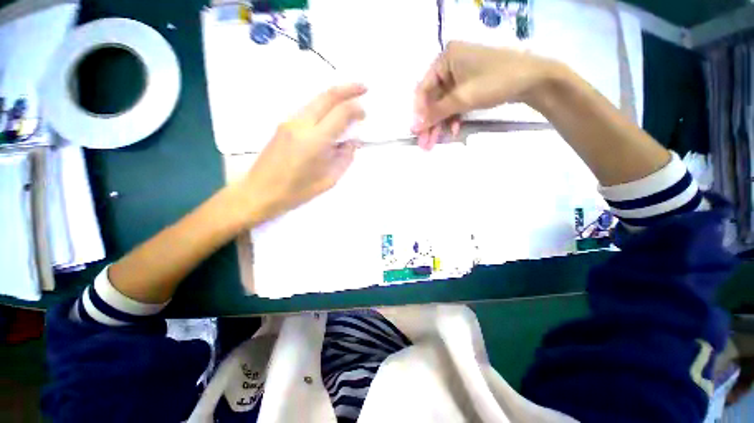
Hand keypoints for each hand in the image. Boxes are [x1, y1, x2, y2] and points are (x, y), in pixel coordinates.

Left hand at [235, 84, 366, 225]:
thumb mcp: (328, 180)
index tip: (365, 112)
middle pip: (327, 96)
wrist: (259, 191)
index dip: (356, 109)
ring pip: (315, 100)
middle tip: (363, 87)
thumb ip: (344, 159)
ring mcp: (289, 122)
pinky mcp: (283, 125)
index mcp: (315, 140)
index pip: (340, 113)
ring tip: (349, 97)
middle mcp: (301, 124)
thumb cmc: (296, 191)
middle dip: (348, 89)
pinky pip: (307, 109)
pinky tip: (330, 112)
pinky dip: (323, 105)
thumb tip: (352, 143)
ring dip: (334, 95)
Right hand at [413, 41, 559, 149]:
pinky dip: (453, 118)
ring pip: (444, 104)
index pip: (423, 90)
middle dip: (430, 123)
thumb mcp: (461, 98)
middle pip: (433, 100)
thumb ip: (436, 113)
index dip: (419, 113)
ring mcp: (460, 76)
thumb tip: (414, 127)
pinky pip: (455, 104)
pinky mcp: (469, 86)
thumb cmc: (494, 81)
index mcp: (445, 59)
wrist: (532, 80)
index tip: (416, 133)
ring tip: (435, 143)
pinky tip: (453, 130)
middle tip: (424, 145)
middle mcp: (450, 65)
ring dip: (440, 124)